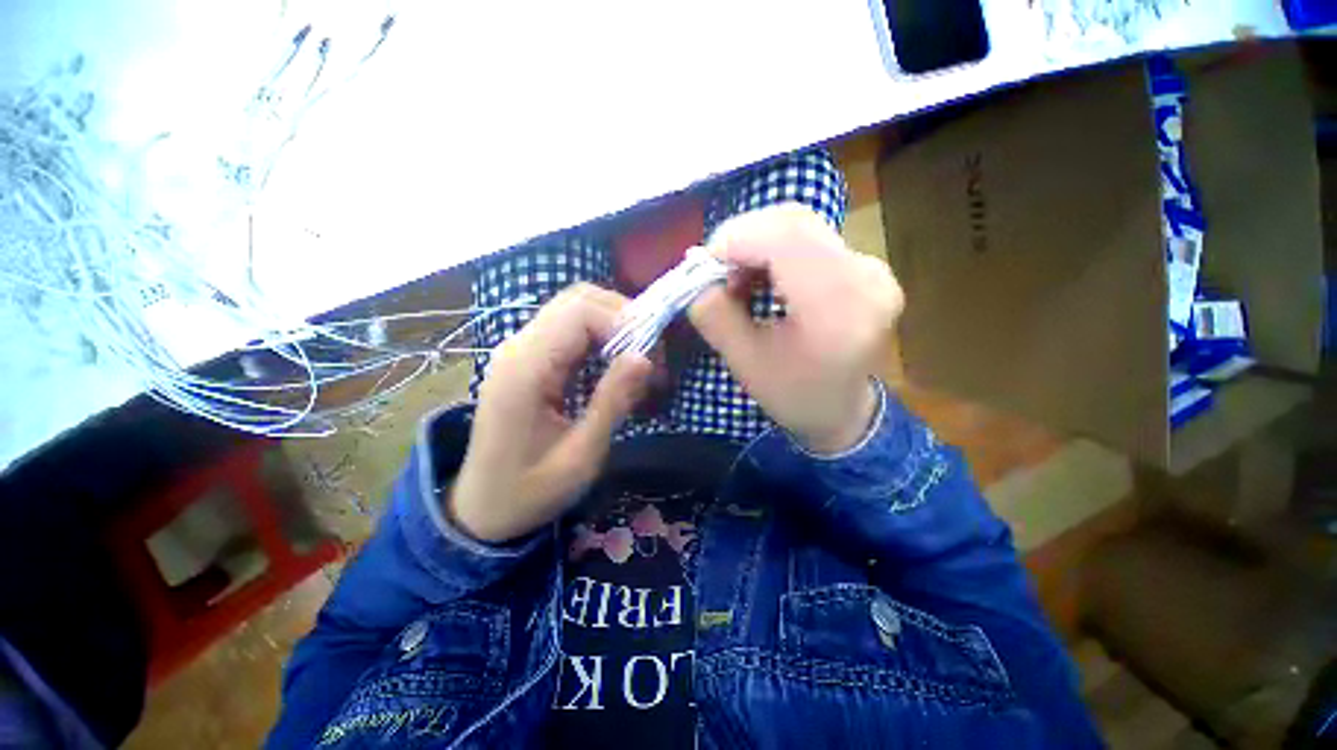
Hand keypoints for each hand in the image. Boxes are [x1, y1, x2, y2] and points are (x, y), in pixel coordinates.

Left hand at [450, 284, 653, 542]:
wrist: (484, 508)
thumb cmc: (531, 490)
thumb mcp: (581, 455)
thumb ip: (612, 401)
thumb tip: (645, 357)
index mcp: (525, 369)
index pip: (579, 312)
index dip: (622, 322)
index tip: (650, 357)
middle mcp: (518, 347)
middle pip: (576, 300)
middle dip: (622, 317)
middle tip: (649, 353)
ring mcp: (520, 350)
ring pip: (574, 309)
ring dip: (612, 324)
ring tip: (636, 358)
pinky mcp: (527, 359)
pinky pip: (568, 330)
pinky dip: (599, 336)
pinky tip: (613, 363)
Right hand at [689, 204, 903, 453]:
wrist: (841, 411)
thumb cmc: (792, 395)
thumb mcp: (743, 362)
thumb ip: (714, 315)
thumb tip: (695, 278)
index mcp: (837, 307)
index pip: (784, 238)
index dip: (735, 239)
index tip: (704, 266)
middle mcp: (865, 276)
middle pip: (794, 222)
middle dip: (743, 239)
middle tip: (718, 273)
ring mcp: (873, 269)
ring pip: (802, 226)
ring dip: (758, 244)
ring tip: (739, 281)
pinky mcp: (867, 268)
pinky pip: (813, 239)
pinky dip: (777, 250)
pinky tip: (764, 278)